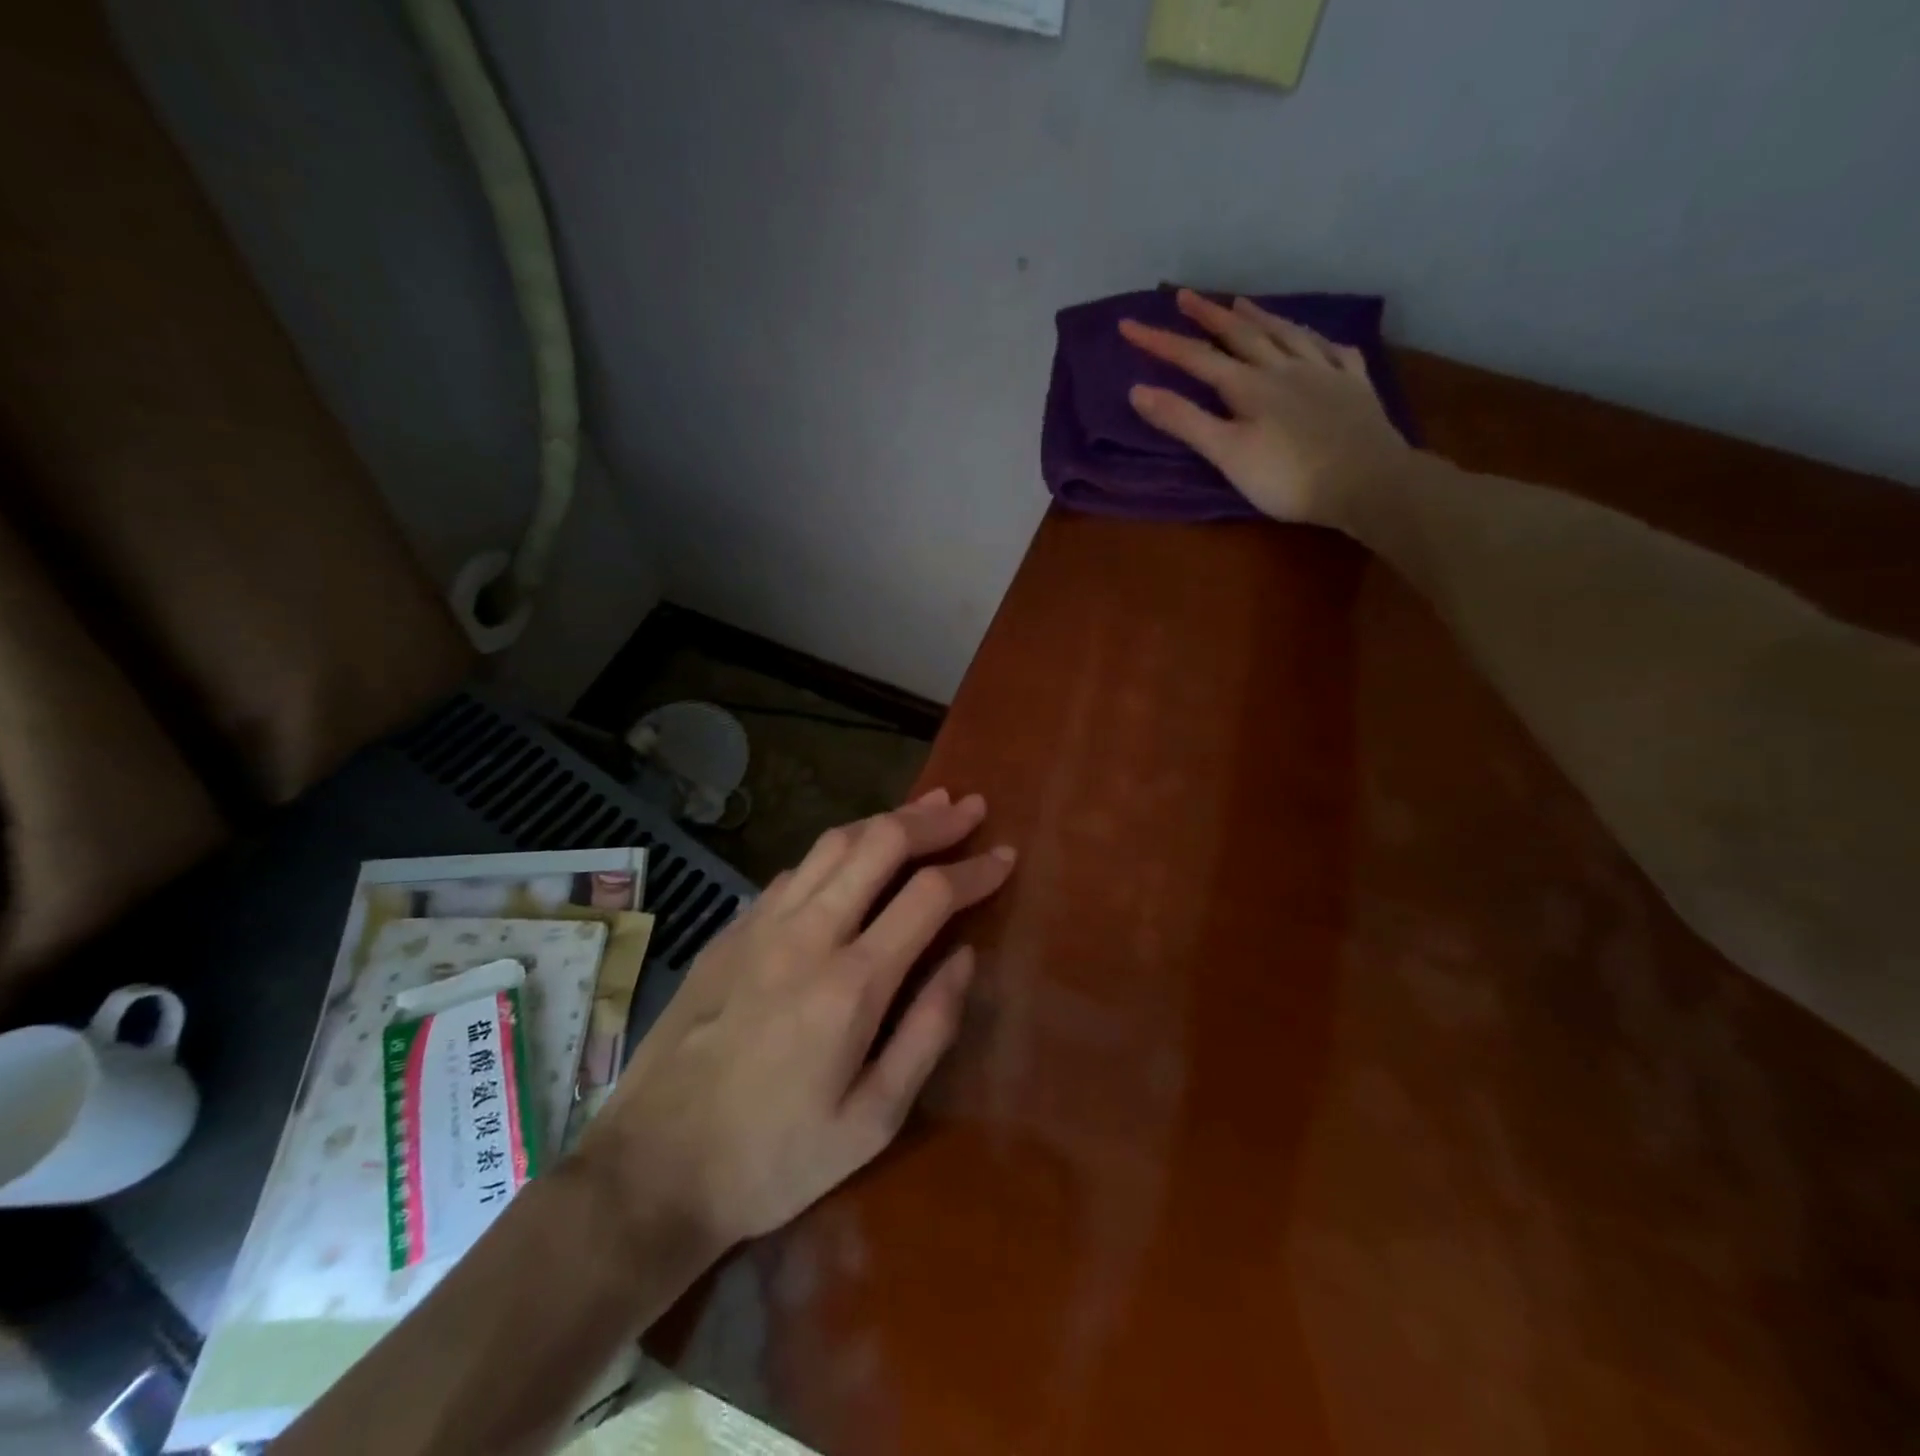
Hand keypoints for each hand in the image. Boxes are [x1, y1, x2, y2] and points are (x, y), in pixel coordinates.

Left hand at [578, 790, 1014, 1254]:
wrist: (653, 1170)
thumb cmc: (775, 1158)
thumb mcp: (874, 1122)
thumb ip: (928, 1031)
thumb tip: (965, 958)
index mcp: (852, 983)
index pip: (929, 895)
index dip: (975, 869)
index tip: (1006, 856)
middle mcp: (807, 934)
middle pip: (879, 844)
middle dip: (933, 820)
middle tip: (970, 807)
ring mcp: (762, 925)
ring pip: (833, 843)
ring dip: (885, 819)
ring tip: (924, 809)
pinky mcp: (731, 930)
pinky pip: (796, 869)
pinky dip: (838, 849)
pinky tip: (853, 855)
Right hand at [1120, 288, 1410, 527]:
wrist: (1366, 482)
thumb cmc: (1288, 477)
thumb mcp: (1227, 454)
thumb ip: (1184, 421)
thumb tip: (1138, 390)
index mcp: (1249, 386)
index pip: (1196, 358)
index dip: (1161, 341)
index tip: (1129, 324)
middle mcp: (1284, 368)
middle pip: (1242, 334)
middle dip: (1209, 315)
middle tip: (1186, 295)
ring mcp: (1324, 372)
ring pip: (1287, 334)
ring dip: (1261, 317)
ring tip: (1243, 302)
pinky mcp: (1354, 387)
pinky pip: (1335, 353)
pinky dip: (1318, 341)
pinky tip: (1316, 341)